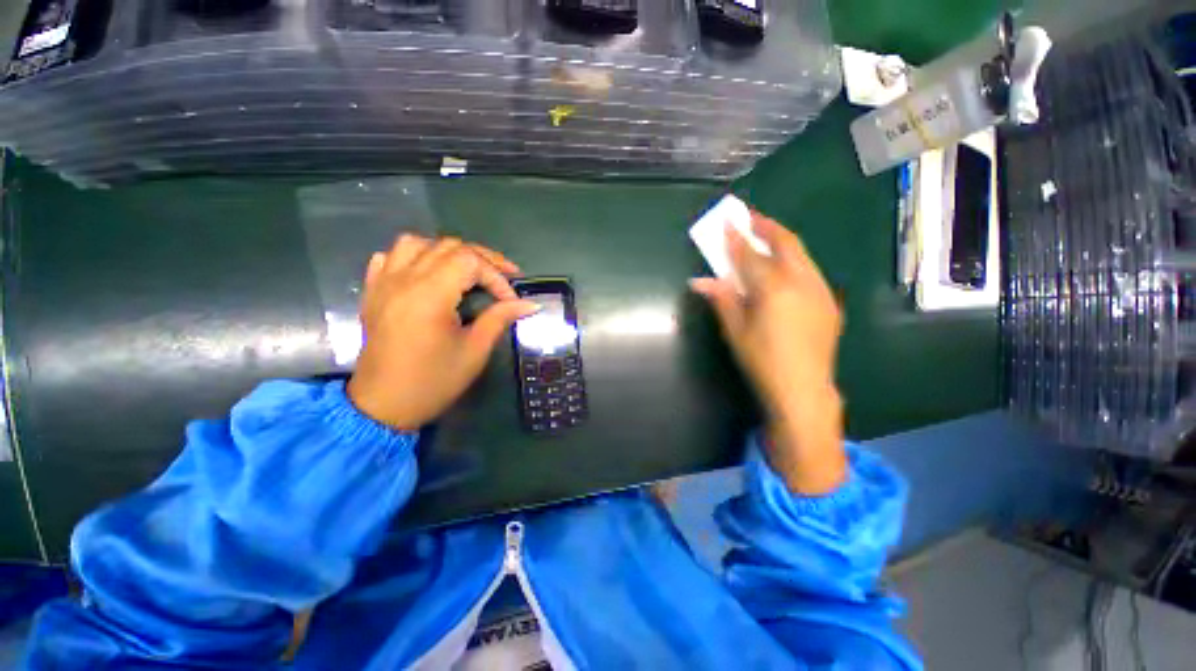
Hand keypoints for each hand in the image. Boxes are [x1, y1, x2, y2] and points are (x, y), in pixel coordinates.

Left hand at [347, 235, 538, 430]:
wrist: (383, 406)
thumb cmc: (434, 381)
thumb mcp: (474, 351)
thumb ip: (500, 318)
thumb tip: (530, 304)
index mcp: (429, 295)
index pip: (470, 261)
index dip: (497, 276)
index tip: (511, 300)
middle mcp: (403, 280)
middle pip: (448, 246)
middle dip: (482, 259)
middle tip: (502, 279)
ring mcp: (383, 283)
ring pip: (416, 243)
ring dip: (447, 252)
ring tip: (465, 272)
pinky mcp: (373, 292)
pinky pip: (390, 257)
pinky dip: (413, 257)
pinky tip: (427, 274)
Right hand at [690, 212, 846, 493]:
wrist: (803, 390)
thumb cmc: (762, 361)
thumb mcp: (735, 331)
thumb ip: (722, 299)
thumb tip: (700, 281)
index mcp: (774, 289)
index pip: (750, 256)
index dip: (735, 239)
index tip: (727, 222)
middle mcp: (802, 282)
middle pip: (786, 243)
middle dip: (766, 227)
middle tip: (750, 218)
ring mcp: (820, 291)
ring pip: (802, 255)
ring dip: (782, 242)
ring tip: (765, 238)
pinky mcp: (829, 303)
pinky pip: (810, 271)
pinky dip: (794, 262)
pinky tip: (784, 270)